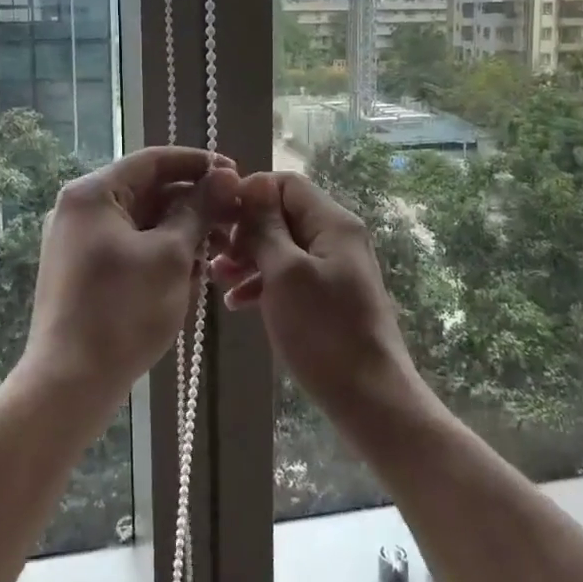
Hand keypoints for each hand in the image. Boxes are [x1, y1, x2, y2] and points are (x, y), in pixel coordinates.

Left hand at [25, 147, 239, 402]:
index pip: (154, 160)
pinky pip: (131, 248)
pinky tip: (194, 274)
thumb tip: (225, 175)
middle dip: (195, 203)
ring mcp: (80, 242)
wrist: (70, 383)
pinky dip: (163, 254)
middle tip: (237, 218)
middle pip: (148, 191)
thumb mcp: (171, 255)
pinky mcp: (85, 272)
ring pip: (143, 222)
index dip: (199, 164)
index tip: (237, 174)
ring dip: (183, 231)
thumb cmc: (123, 310)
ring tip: (221, 252)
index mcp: (93, 193)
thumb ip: (199, 209)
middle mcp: (81, 210)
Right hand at [211, 172, 416, 412]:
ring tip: (216, 280)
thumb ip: (265, 227)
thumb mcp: (285, 273)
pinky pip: (290, 276)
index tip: (216, 216)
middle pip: (283, 215)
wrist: (370, 397)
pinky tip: (236, 304)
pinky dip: (264, 284)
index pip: (286, 184)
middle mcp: (337, 237)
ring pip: (283, 247)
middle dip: (245, 230)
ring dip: (249, 259)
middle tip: (213, 255)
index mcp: (333, 222)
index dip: (250, 193)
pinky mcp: (329, 297)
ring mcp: (335, 268)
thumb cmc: (324, 330)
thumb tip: (251, 185)